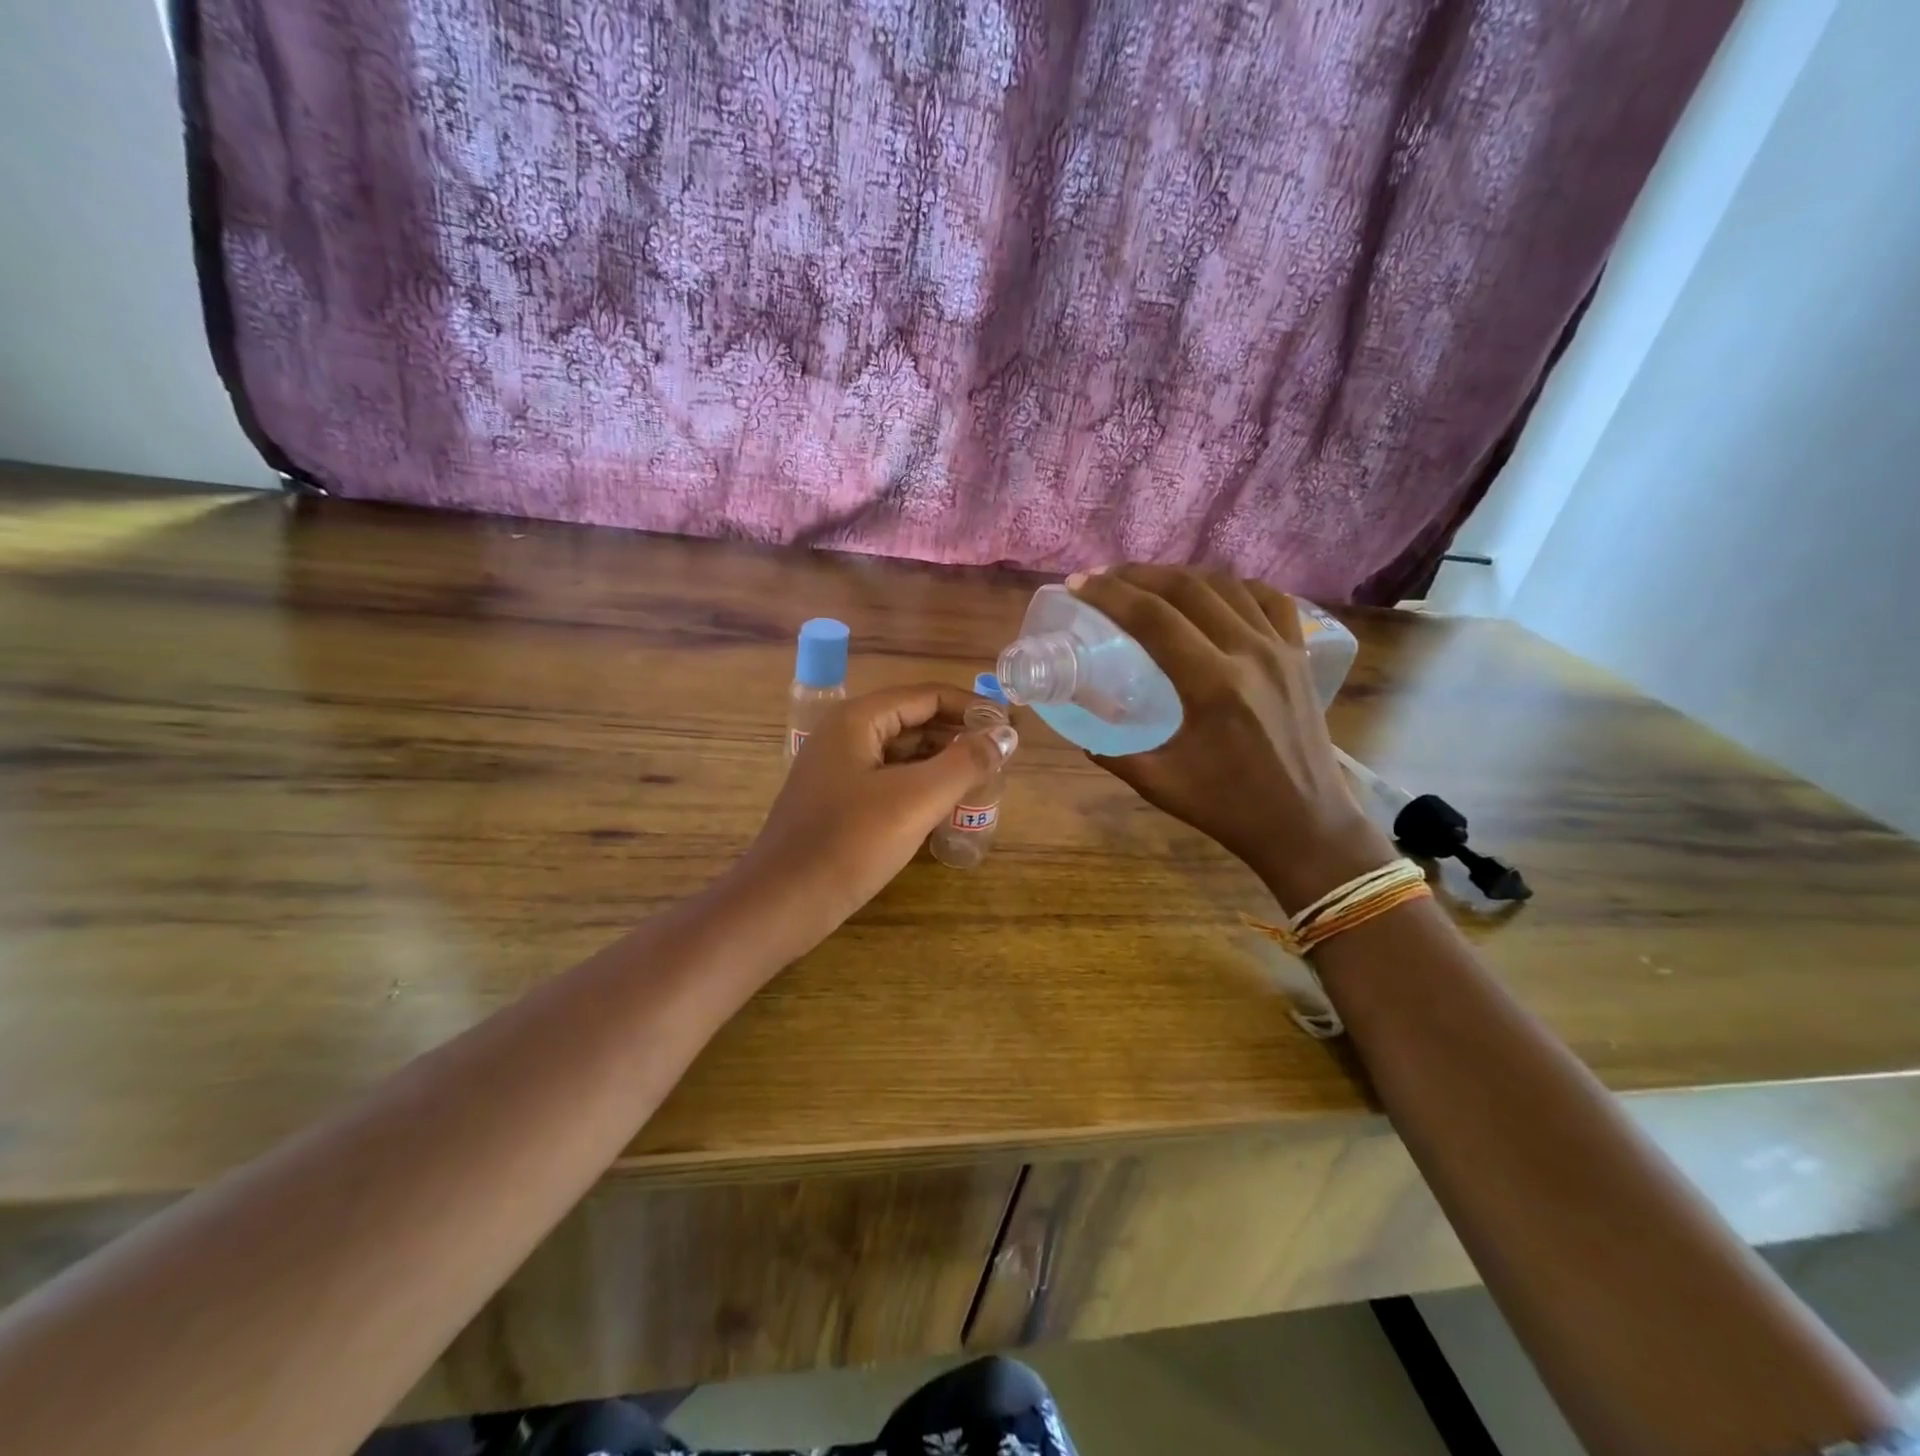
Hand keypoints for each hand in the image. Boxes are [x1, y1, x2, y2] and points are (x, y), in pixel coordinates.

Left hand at [735, 684, 1004, 953]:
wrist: (782, 903)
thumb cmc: (849, 843)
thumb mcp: (916, 799)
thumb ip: (965, 763)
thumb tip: (1006, 736)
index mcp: (858, 720)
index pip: (927, 696)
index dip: (972, 707)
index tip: (1009, 728)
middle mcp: (846, 736)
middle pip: (914, 721)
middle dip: (958, 736)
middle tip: (1001, 759)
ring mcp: (839, 770)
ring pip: (902, 754)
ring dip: (942, 763)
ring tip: (982, 782)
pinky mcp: (840, 803)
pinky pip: (890, 781)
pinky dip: (921, 787)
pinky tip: (946, 807)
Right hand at [1067, 565, 1393, 911]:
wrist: (1305, 826)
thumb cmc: (1228, 808)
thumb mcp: (1158, 783)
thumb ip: (1112, 752)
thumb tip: (1078, 728)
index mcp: (1212, 686)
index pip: (1153, 618)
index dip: (1110, 594)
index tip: (1079, 585)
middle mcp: (1249, 654)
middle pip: (1187, 588)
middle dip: (1139, 575)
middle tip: (1105, 579)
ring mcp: (1281, 650)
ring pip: (1227, 586)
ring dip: (1181, 576)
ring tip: (1148, 583)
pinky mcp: (1300, 656)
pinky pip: (1270, 600)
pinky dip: (1235, 586)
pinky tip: (1214, 593)